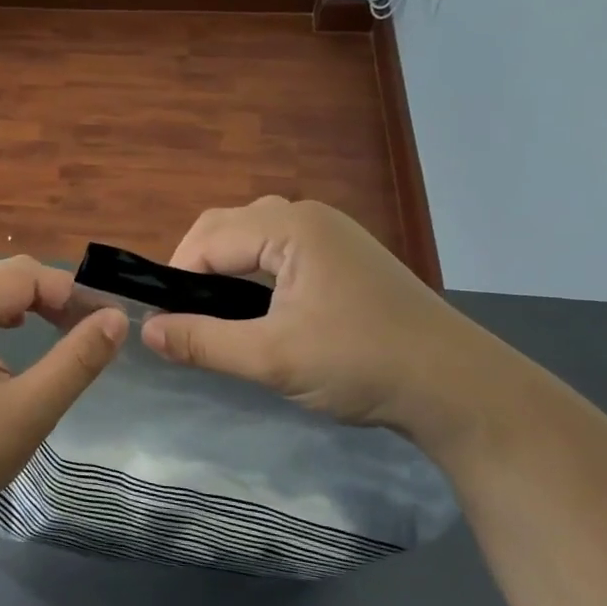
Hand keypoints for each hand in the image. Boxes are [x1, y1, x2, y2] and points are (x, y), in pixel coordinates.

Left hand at [0, 257, 127, 534]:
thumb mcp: (28, 410)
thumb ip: (76, 360)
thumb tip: (116, 318)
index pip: (26, 275)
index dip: (73, 294)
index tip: (109, 325)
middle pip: (7, 275)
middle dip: (54, 297)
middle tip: (91, 332)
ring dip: (31, 305)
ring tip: (65, 333)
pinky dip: (4, 317)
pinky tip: (20, 337)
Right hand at [140, 197, 507, 441]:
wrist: (459, 388)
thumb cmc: (362, 364)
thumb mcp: (273, 358)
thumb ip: (203, 342)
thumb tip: (147, 331)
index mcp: (292, 228)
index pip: (209, 238)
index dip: (177, 276)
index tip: (165, 322)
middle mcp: (309, 217)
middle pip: (227, 227)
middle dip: (197, 266)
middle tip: (186, 319)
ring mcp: (331, 234)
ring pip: (252, 235)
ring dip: (224, 266)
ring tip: (215, 313)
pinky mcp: (344, 256)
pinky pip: (279, 249)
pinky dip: (253, 271)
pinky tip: (256, 307)